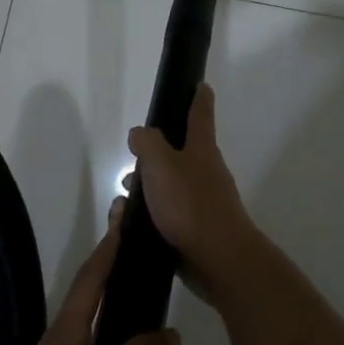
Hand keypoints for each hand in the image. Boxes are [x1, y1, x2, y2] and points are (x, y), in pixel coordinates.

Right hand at [128, 84, 255, 299]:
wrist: (219, 259)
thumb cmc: (190, 204)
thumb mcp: (160, 164)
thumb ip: (147, 143)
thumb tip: (140, 133)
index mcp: (202, 149)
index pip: (201, 115)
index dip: (199, 98)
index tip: (201, 85)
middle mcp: (206, 171)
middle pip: (181, 154)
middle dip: (155, 157)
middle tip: (132, 165)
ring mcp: (204, 202)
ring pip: (171, 187)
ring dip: (149, 190)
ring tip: (125, 203)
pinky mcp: (197, 231)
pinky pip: (170, 216)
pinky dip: (152, 216)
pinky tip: (133, 226)